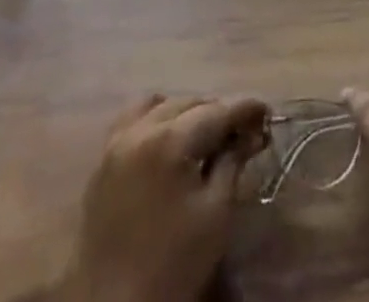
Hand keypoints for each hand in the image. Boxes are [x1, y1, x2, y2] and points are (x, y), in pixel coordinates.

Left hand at [61, 94, 268, 301]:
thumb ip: (233, 163)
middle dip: (217, 111)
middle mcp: (140, 130)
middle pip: (188, 103)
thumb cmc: (173, 266)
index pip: (216, 111)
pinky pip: (131, 121)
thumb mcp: (215, 214)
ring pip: (157, 104)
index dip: (244, 109)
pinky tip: (167, 141)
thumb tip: (251, 133)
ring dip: (184, 111)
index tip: (266, 112)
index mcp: (170, 141)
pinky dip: (154, 119)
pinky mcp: (102, 162)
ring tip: (203, 134)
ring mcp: (116, 143)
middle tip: (240, 130)